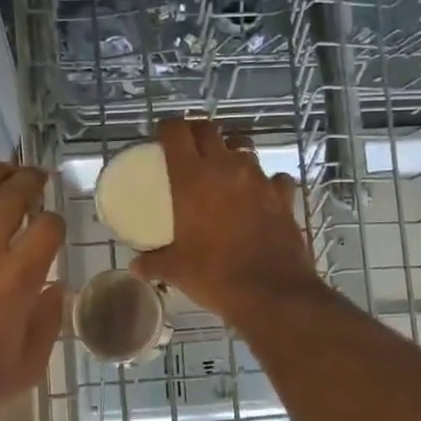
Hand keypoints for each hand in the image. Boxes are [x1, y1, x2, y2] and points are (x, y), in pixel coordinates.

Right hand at [131, 118, 321, 326]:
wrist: (271, 293)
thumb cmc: (215, 276)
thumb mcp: (176, 270)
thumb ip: (153, 263)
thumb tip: (136, 266)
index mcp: (192, 178)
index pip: (176, 132)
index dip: (167, 128)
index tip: (162, 136)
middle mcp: (226, 168)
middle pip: (209, 130)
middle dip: (197, 132)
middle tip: (189, 147)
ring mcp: (259, 179)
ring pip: (243, 148)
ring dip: (231, 152)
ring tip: (223, 170)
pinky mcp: (283, 196)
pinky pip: (274, 177)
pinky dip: (266, 181)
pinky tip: (261, 195)